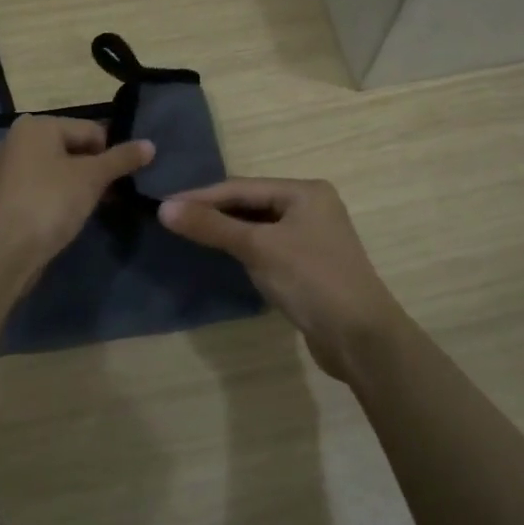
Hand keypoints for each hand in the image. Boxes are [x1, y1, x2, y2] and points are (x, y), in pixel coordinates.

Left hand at [0, 115, 153, 287]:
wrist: (5, 251)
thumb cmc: (50, 202)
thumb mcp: (92, 177)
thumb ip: (122, 159)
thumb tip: (150, 145)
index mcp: (36, 125)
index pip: (90, 129)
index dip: (112, 153)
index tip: (123, 180)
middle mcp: (17, 139)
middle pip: (72, 147)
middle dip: (95, 169)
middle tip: (112, 194)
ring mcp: (8, 169)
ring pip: (58, 169)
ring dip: (79, 185)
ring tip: (94, 206)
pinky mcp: (5, 196)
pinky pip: (43, 188)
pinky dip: (59, 197)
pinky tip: (69, 216)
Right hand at [159, 179, 409, 379]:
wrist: (360, 337)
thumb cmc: (311, 280)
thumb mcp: (258, 248)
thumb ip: (212, 226)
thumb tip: (164, 208)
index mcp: (305, 192)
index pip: (242, 187)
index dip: (201, 196)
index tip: (163, 205)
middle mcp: (311, 207)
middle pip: (251, 203)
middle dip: (213, 211)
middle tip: (172, 219)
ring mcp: (312, 237)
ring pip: (258, 226)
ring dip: (226, 230)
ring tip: (189, 234)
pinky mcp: (308, 265)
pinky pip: (267, 247)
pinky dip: (243, 248)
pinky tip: (222, 255)